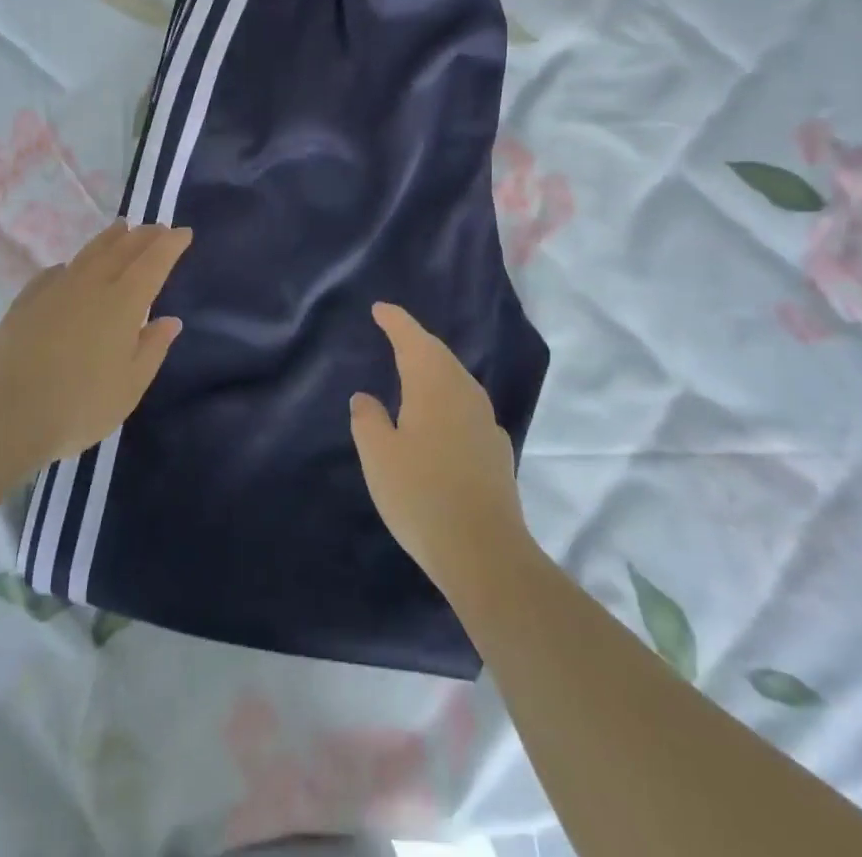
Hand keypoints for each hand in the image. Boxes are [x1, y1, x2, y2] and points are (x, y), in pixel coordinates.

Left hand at [0, 221, 190, 468]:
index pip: (153, 262)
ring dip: (109, 239)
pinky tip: (67, 269)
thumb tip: (169, 320)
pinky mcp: (25, 302)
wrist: (6, 415)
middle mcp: (91, 286)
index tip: (183, 232)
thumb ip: (152, 348)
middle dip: (143, 236)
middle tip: (157, 228)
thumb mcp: (130, 385)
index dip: (170, 244)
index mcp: (123, 302)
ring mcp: (55, 290)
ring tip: (120, 229)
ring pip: (88, 253)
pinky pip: (54, 273)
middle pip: (122, 249)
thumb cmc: (80, 405)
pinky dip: (70, 265)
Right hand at [351, 303, 529, 595]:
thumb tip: (365, 397)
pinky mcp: (497, 448)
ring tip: (415, 369)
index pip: (413, 339)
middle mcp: (464, 393)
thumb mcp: (379, 457)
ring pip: (457, 379)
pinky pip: (468, 406)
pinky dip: (449, 397)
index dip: (396, 321)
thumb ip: (368, 420)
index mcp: (433, 385)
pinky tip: (443, 416)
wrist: (485, 552)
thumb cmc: (421, 495)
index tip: (380, 309)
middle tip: (395, 332)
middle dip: (416, 340)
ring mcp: (485, 421)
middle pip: (439, 355)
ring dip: (435, 367)